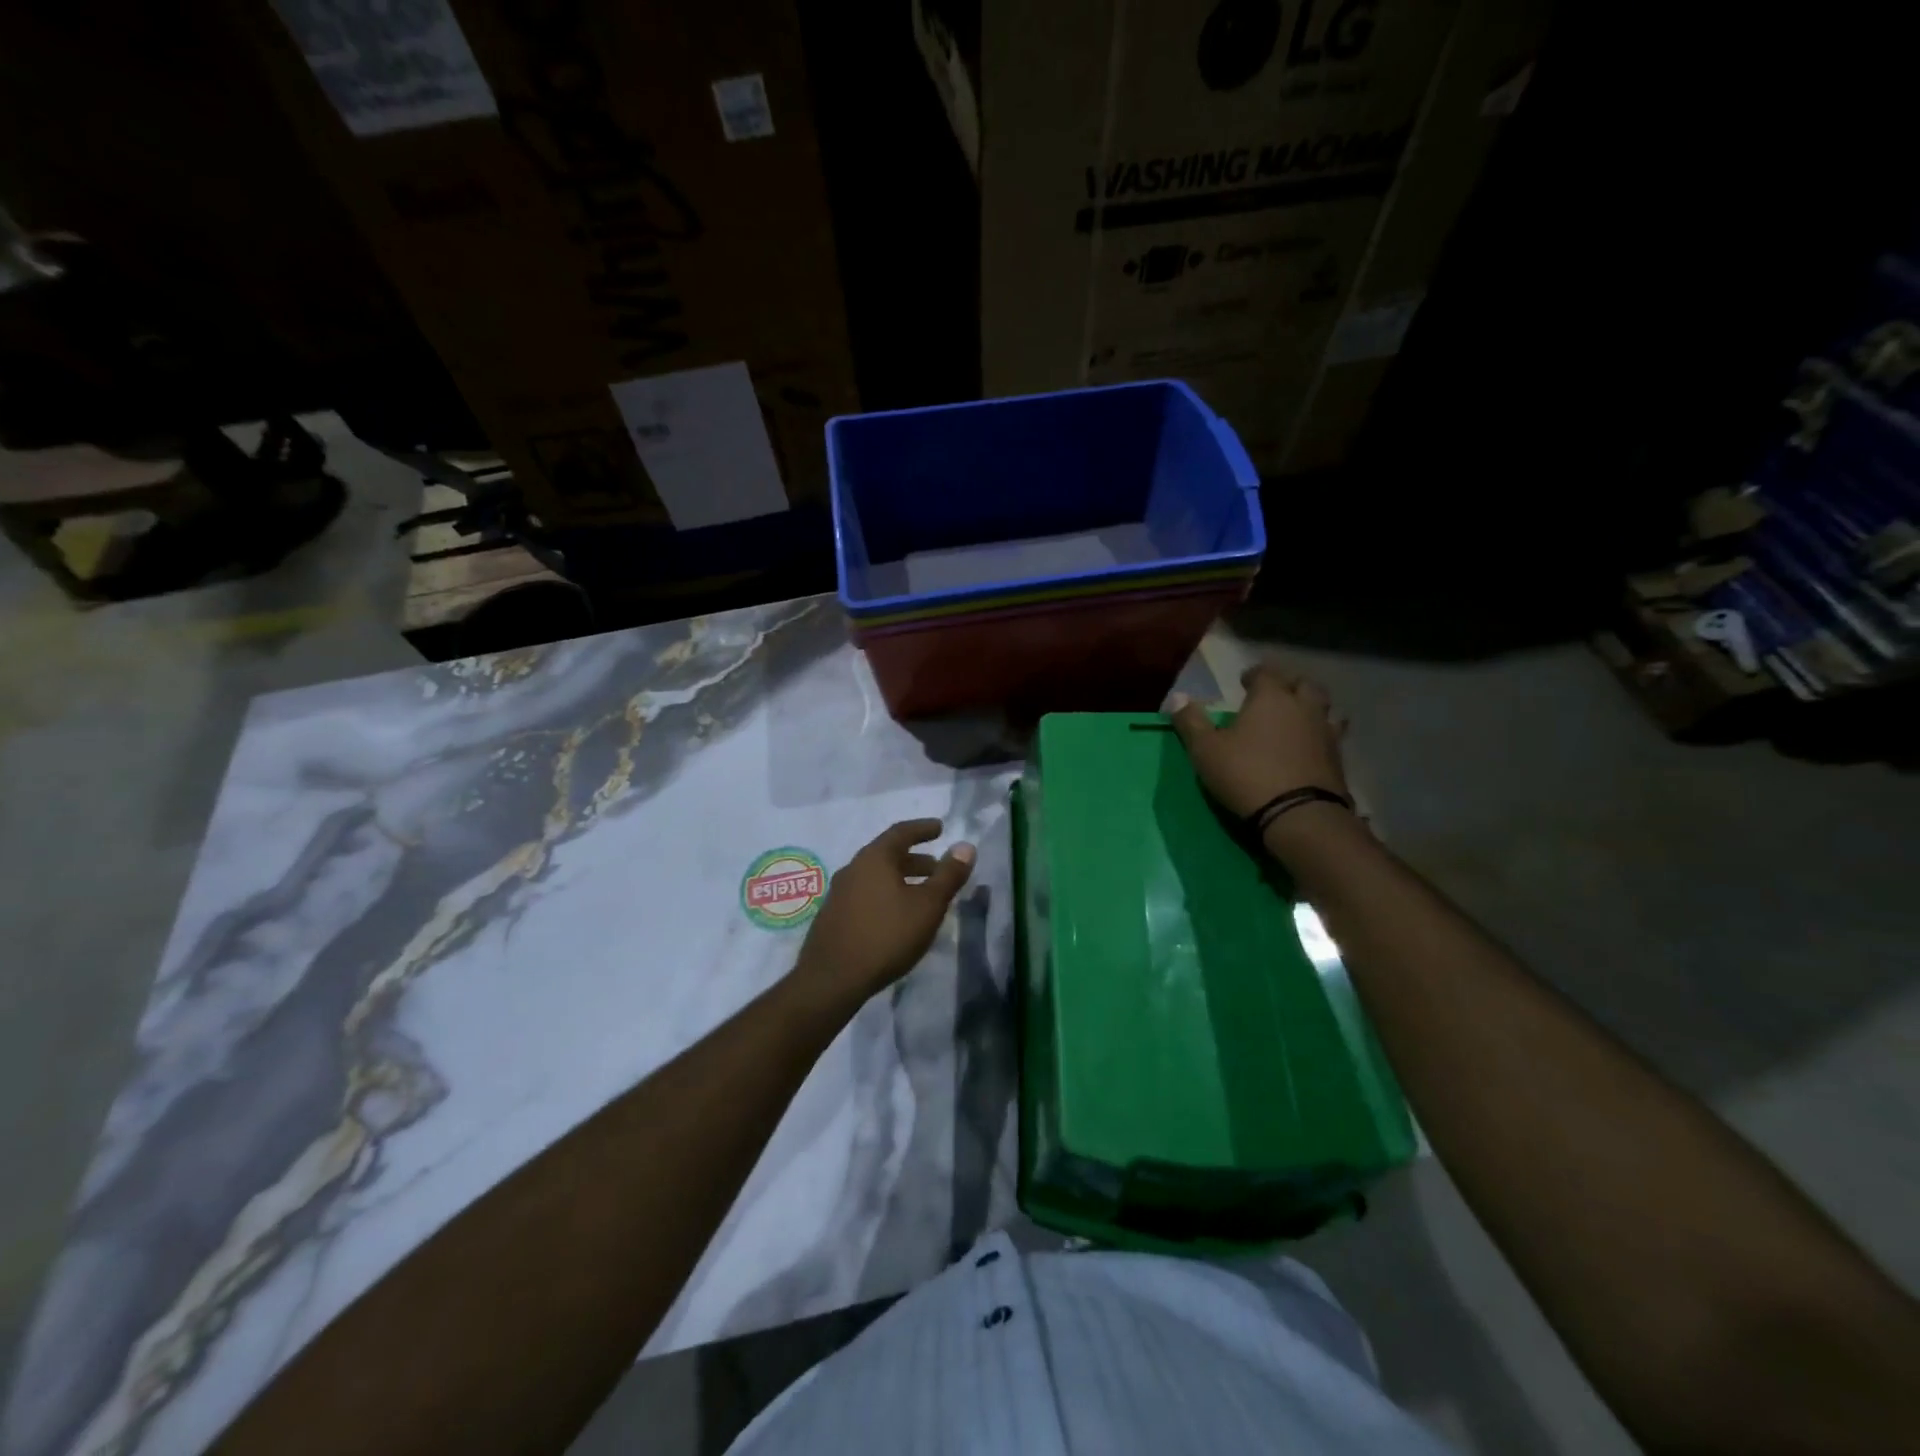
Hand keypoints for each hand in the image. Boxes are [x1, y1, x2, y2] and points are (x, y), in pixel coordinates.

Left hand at [793, 820, 975, 1010]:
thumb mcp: (928, 906)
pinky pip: (866, 894)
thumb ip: (948, 875)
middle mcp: (853, 868)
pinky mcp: (833, 916)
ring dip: (901, 879)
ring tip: (922, 895)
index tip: (940, 828)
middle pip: (888, 855)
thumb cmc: (886, 936)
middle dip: (916, 859)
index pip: (901, 832)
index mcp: (874, 858)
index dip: (923, 829)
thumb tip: (966, 846)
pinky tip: (896, 917)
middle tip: (938, 868)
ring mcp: (839, 893)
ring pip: (876, 876)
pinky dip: (886, 895)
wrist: (832, 979)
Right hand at [1167, 662, 1347, 819]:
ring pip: (1325, 709)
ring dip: (1310, 710)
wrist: (1299, 814)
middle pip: (1303, 685)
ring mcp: (1326, 732)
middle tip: (1274, 697)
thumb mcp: (1206, 750)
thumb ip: (1191, 722)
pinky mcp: (1338, 759)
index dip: (1254, 675)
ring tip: (1296, 720)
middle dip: (1288, 686)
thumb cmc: (1246, 774)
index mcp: (1271, 698)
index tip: (1245, 682)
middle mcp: (1303, 707)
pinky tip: (1309, 747)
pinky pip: (1332, 736)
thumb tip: (1177, 697)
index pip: (1266, 673)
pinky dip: (1320, 736)